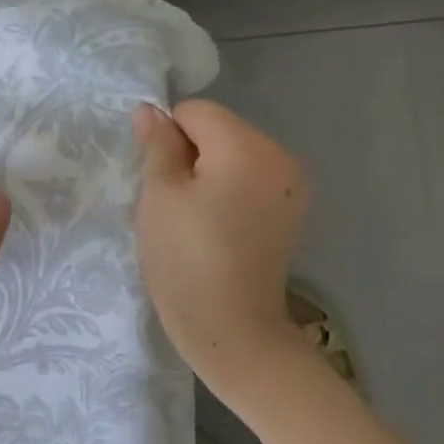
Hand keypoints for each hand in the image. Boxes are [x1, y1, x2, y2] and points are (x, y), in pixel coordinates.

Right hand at [133, 100, 309, 392]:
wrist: (234, 332)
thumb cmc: (186, 261)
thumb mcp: (159, 197)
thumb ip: (157, 146)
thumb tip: (150, 110)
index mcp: (247, 146)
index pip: (195, 111)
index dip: (168, 138)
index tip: (160, 181)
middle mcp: (279, 155)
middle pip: (220, 128)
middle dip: (192, 154)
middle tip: (175, 204)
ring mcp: (292, 184)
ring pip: (235, 153)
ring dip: (211, 172)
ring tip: (197, 218)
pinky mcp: (292, 209)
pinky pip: (252, 178)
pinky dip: (231, 189)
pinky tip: (220, 226)